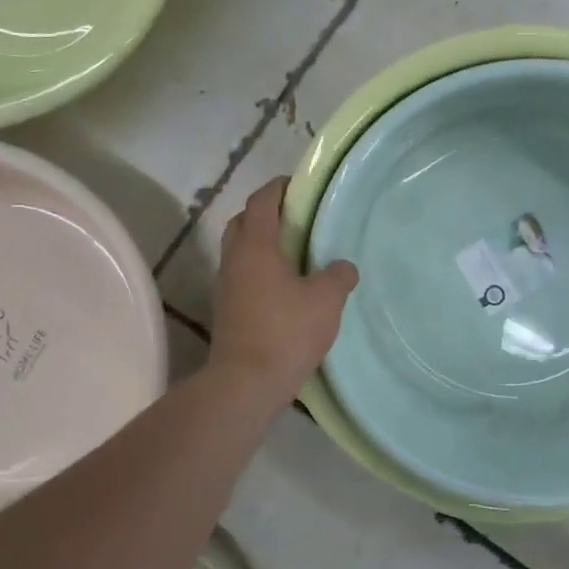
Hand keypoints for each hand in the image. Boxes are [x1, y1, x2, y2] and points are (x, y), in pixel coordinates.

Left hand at [208, 177, 358, 401]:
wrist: (245, 384)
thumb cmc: (286, 332)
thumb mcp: (326, 300)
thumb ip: (338, 276)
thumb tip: (342, 267)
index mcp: (256, 247)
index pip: (262, 201)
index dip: (278, 187)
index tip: (297, 184)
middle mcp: (234, 259)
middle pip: (243, 222)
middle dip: (265, 212)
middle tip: (295, 217)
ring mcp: (225, 286)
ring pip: (239, 250)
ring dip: (260, 243)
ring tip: (292, 251)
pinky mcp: (226, 310)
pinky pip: (241, 275)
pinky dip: (258, 269)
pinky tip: (282, 286)